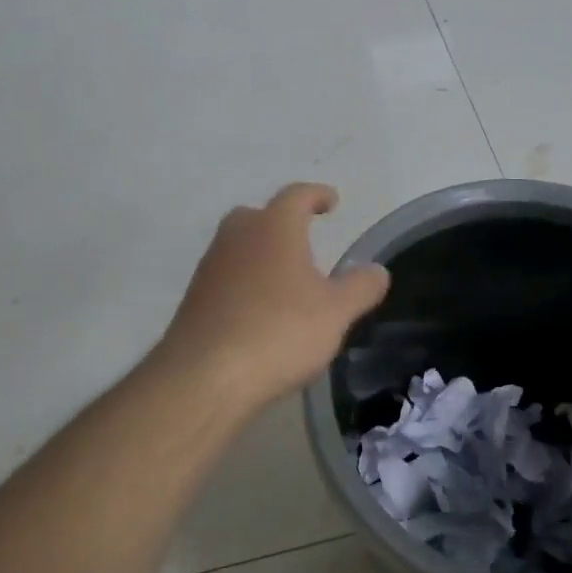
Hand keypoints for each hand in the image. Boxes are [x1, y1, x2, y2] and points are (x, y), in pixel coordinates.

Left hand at [155, 183, 390, 412]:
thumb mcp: (336, 312)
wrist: (204, 377)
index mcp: (274, 229)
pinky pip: (226, 278)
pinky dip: (245, 283)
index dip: (317, 195)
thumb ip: (360, 287)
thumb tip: (377, 270)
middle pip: (258, 216)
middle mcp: (237, 238)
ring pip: (238, 247)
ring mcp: (210, 269)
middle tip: (303, 237)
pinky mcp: (194, 300)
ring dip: (261, 254)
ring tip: (286, 279)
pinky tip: (260, 311)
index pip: (297, 196)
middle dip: (281, 221)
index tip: (332, 201)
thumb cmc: (280, 332)